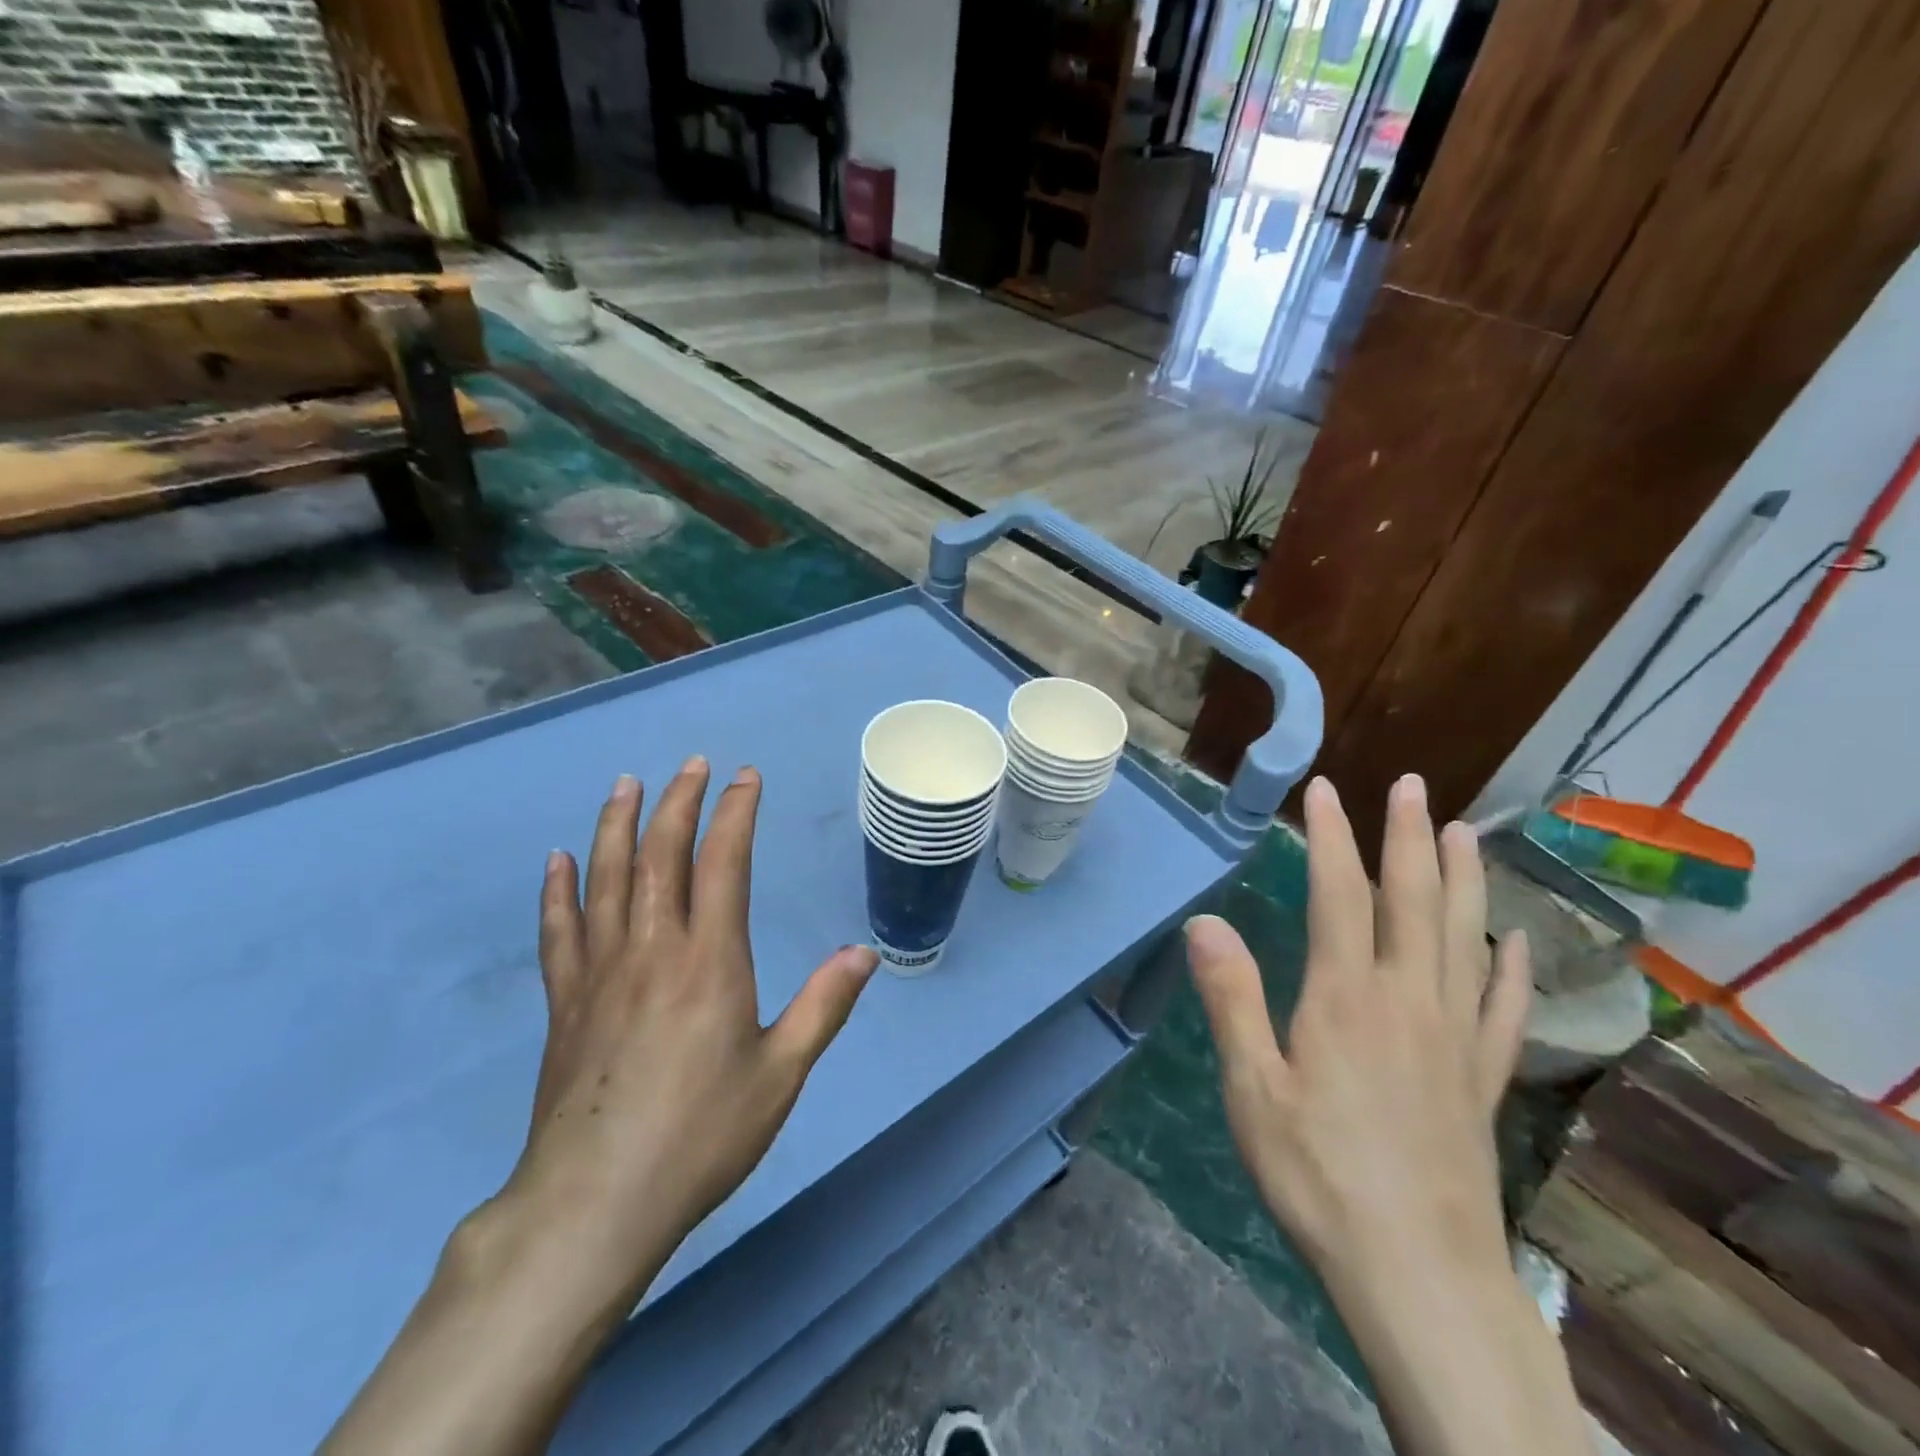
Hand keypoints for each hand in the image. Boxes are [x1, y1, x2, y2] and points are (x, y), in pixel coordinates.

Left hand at [322, 759, 878, 1455]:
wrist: (594, 1204)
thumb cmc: (701, 1136)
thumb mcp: (781, 1075)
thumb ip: (823, 1007)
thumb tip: (866, 954)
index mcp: (709, 961)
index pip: (724, 864)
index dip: (735, 813)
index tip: (746, 777)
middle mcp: (652, 950)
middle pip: (660, 855)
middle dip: (678, 802)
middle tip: (692, 764)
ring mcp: (600, 973)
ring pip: (606, 879)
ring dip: (616, 825)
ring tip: (624, 784)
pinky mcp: (565, 1003)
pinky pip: (559, 931)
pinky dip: (558, 890)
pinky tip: (558, 861)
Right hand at [1185, 774, 1529, 1284]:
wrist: (1417, 1275)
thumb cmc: (1318, 1175)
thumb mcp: (1252, 1088)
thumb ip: (1232, 998)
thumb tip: (1205, 921)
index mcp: (1345, 997)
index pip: (1338, 894)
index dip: (1332, 837)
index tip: (1326, 791)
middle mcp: (1406, 1000)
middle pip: (1412, 901)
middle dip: (1409, 837)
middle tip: (1413, 786)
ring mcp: (1452, 1039)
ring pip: (1463, 939)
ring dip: (1464, 881)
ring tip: (1464, 833)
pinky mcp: (1480, 1080)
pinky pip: (1501, 1009)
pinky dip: (1509, 969)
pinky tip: (1513, 943)